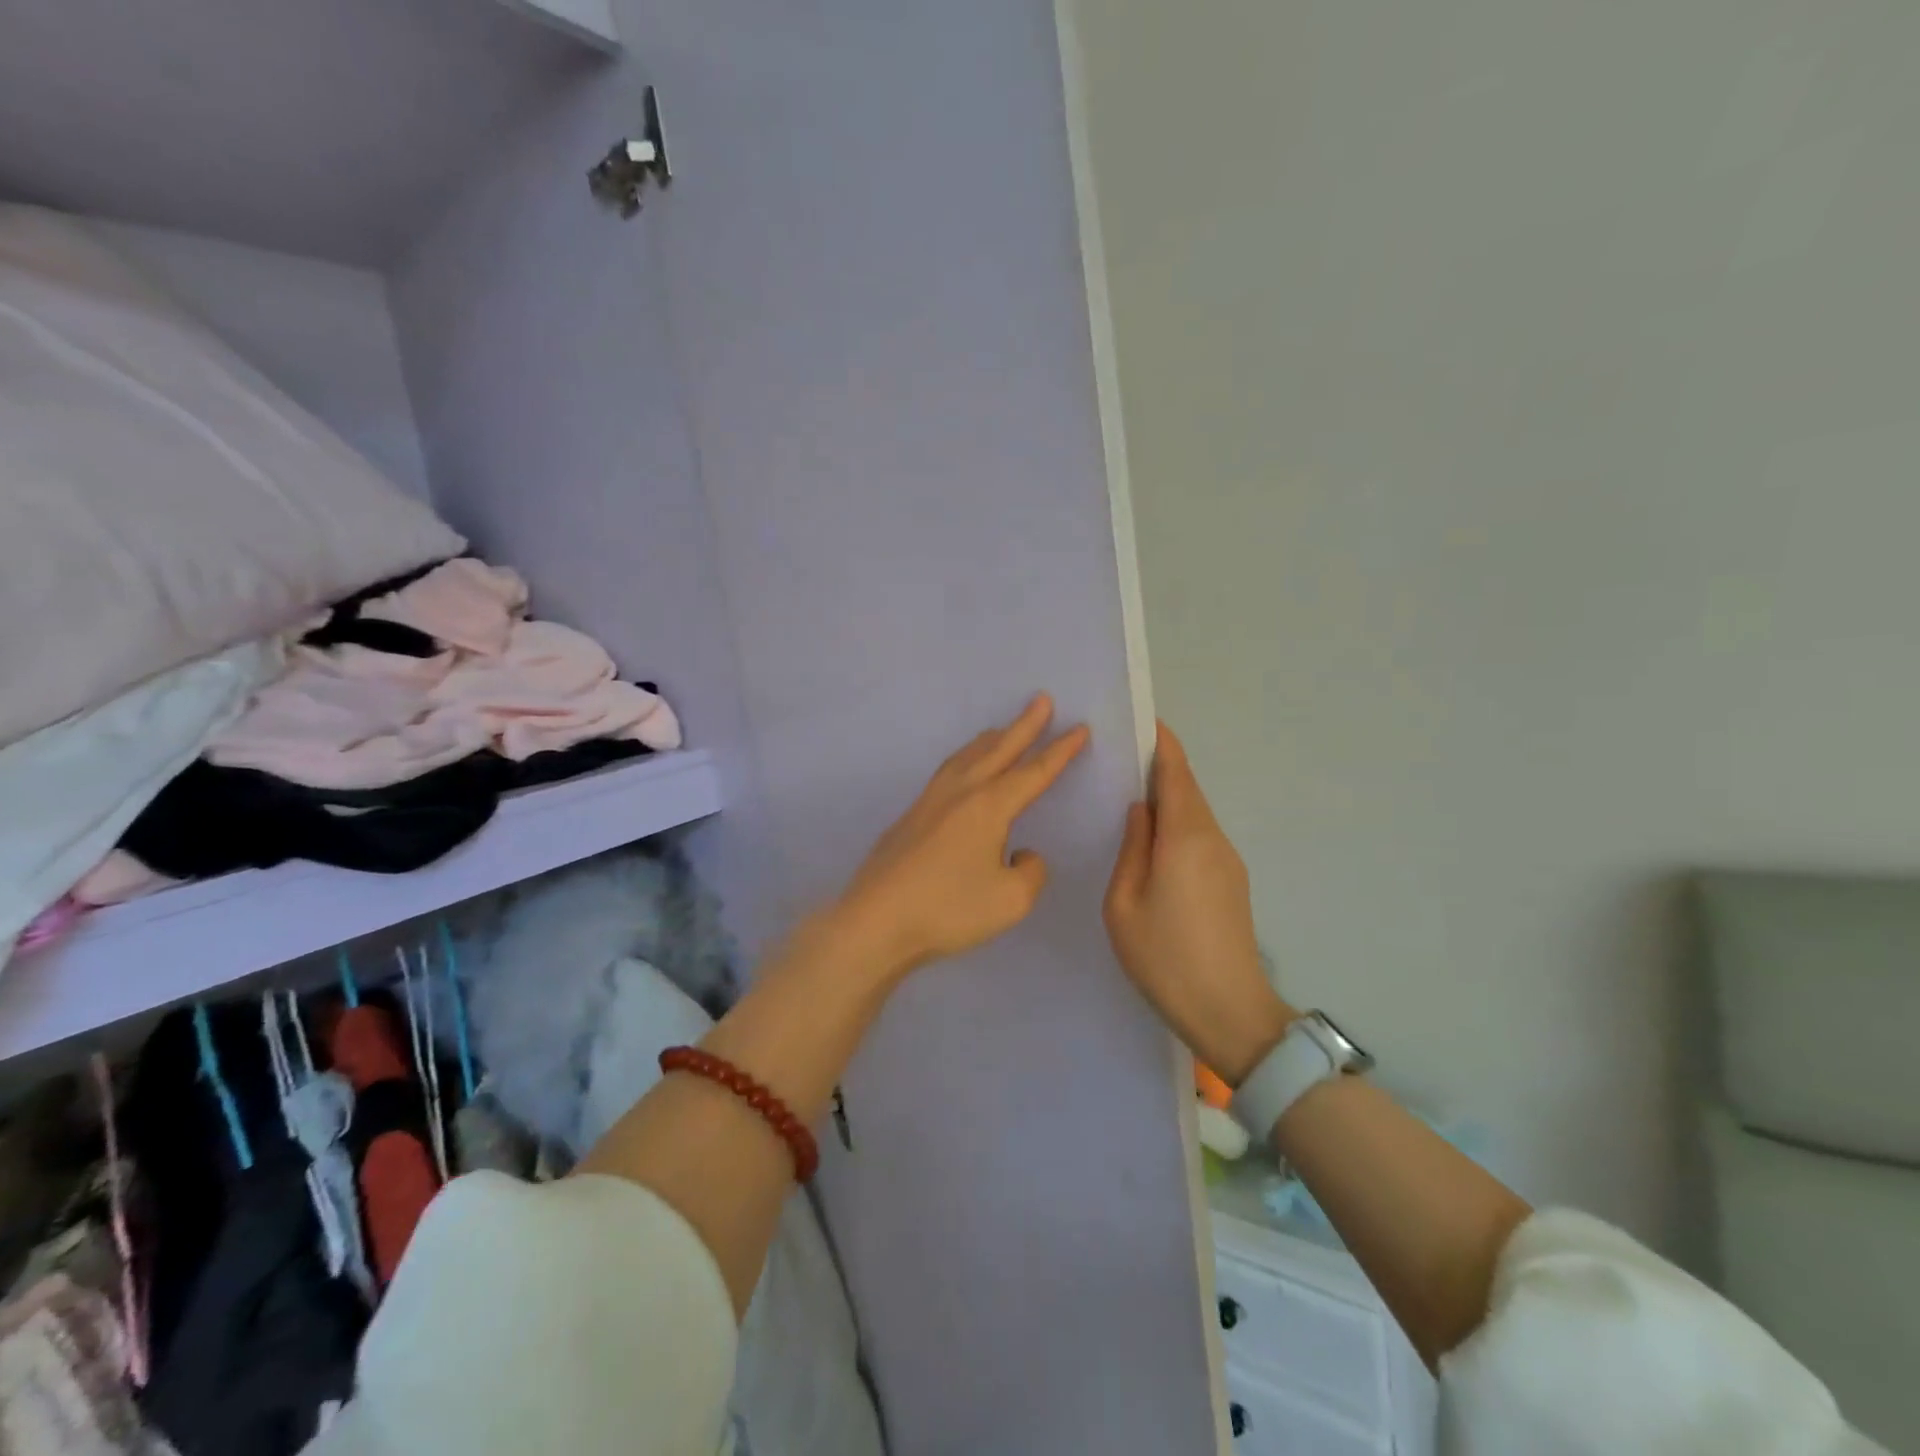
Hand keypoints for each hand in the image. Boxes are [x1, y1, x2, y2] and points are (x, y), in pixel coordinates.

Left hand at [833, 695, 1089, 978]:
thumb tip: (1020, 852)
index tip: (1079, 728)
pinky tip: (962, 770)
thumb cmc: (948, 910)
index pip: (1034, 772)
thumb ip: (1030, 871)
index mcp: (988, 807)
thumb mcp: (1011, 900)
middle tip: (1041, 699)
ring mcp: (930, 802)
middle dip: (1024, 725)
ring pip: (967, 757)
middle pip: (998, 750)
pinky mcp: (910, 816)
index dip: (1060, 751)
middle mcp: (960, 793)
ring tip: (1002, 728)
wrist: (875, 921)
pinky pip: (948, 772)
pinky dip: (965, 758)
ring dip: (990, 740)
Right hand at [1104, 724, 1294, 1083]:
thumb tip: (1139, 810)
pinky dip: (1177, 823)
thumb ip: (1131, 848)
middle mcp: (1213, 839)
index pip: (1176, 773)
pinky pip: (1200, 836)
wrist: (1230, 1012)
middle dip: (1160, 767)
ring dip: (1168, 797)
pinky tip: (1154, 839)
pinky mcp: (1232, 881)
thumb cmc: (1165, 958)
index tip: (1142, 720)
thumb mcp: (1124, 904)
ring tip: (1130, 794)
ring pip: (1194, 814)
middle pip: (1187, 789)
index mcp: (1185, 838)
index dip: (1162, 743)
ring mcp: (1228, 861)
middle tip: (1122, 757)